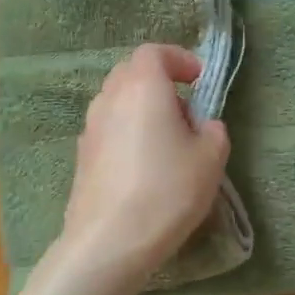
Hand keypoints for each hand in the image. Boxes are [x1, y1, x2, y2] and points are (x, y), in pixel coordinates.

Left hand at [57, 43, 230, 286]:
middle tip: (185, 111)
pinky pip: (108, 129)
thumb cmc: (167, 191)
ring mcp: (90, 127)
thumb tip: (203, 126)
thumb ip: (213, 131)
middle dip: (160, 82)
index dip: (179, 59)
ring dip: (142, 109)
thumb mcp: (211, 159)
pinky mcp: (82, 156)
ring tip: (167, 142)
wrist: (110, 241)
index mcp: (143, 87)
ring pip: (118, 101)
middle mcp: (110, 98)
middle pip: (131, 73)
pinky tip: (144, 167)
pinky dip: (127, 132)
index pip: (154, 53)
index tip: (199, 81)